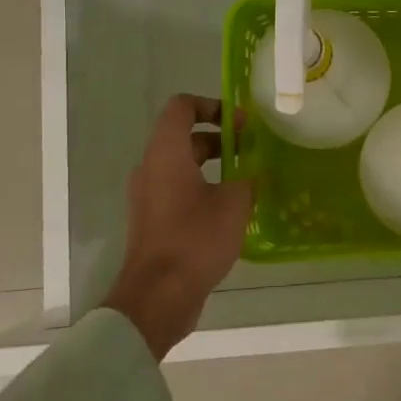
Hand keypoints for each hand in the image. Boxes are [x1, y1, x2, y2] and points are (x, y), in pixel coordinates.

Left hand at [103, 95, 253, 359]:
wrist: (159, 296)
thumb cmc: (195, 238)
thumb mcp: (234, 203)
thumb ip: (247, 179)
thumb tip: (252, 174)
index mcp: (166, 153)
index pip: (181, 107)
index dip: (211, 105)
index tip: (239, 121)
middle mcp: (151, 168)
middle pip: (183, 137)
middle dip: (219, 137)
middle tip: (251, 148)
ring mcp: (148, 196)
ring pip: (181, 166)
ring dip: (212, 165)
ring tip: (246, 178)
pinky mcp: (152, 221)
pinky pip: (178, 190)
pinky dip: (202, 188)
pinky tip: (231, 208)